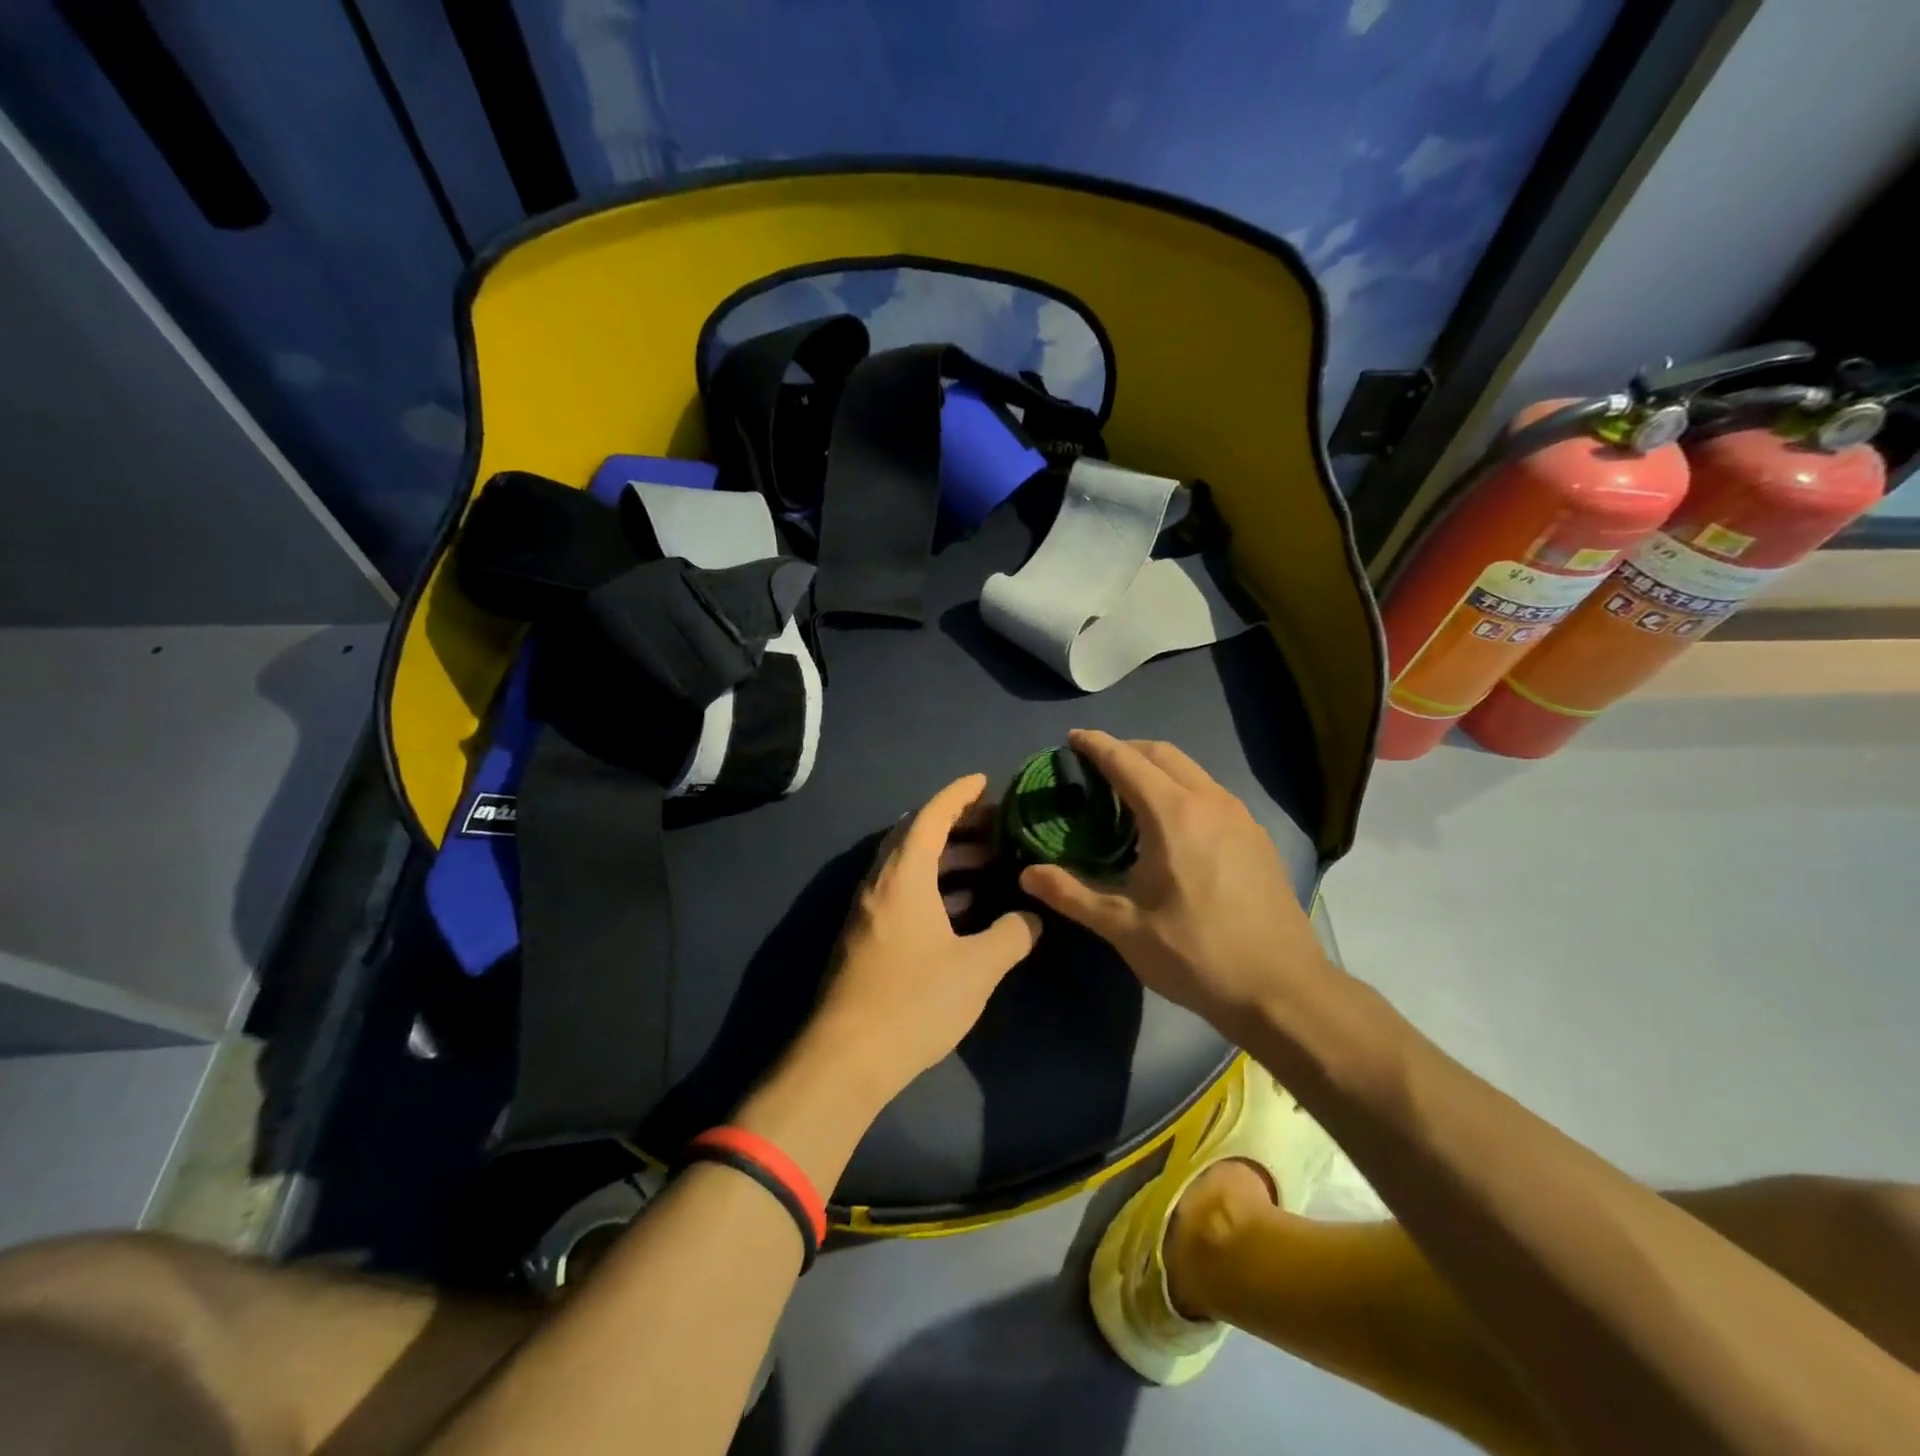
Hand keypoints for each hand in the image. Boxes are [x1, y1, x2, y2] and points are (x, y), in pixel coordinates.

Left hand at [809, 774, 1042, 1101]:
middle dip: (957, 825)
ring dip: (947, 859)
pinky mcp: (867, 939)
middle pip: (917, 836)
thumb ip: (1011, 935)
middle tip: (997, 826)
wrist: (846, 1059)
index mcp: (903, 876)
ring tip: (990, 863)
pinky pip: (904, 893)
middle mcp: (880, 884)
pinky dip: (934, 887)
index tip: (985, 781)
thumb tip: (1032, 917)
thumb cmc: (914, 1001)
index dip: (959, 794)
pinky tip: (963, 908)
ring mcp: (869, 912)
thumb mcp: (977, 968)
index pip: (930, 816)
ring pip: (910, 867)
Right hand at [1019, 730, 1332, 1035]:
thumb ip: (1071, 893)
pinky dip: (1182, 789)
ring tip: (1129, 794)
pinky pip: (1211, 793)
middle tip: (1095, 766)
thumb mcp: (1124, 928)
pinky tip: (1172, 826)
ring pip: (1191, 770)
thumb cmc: (1196, 955)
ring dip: (1156, 768)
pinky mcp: (1256, 837)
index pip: (1126, 761)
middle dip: (1126, 749)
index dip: (1095, 746)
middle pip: (1162, 753)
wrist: (1282, 990)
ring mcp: (1240, 817)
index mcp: (1173, 815)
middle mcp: (1210, 802)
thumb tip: (1026, 874)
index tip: (1071, 739)